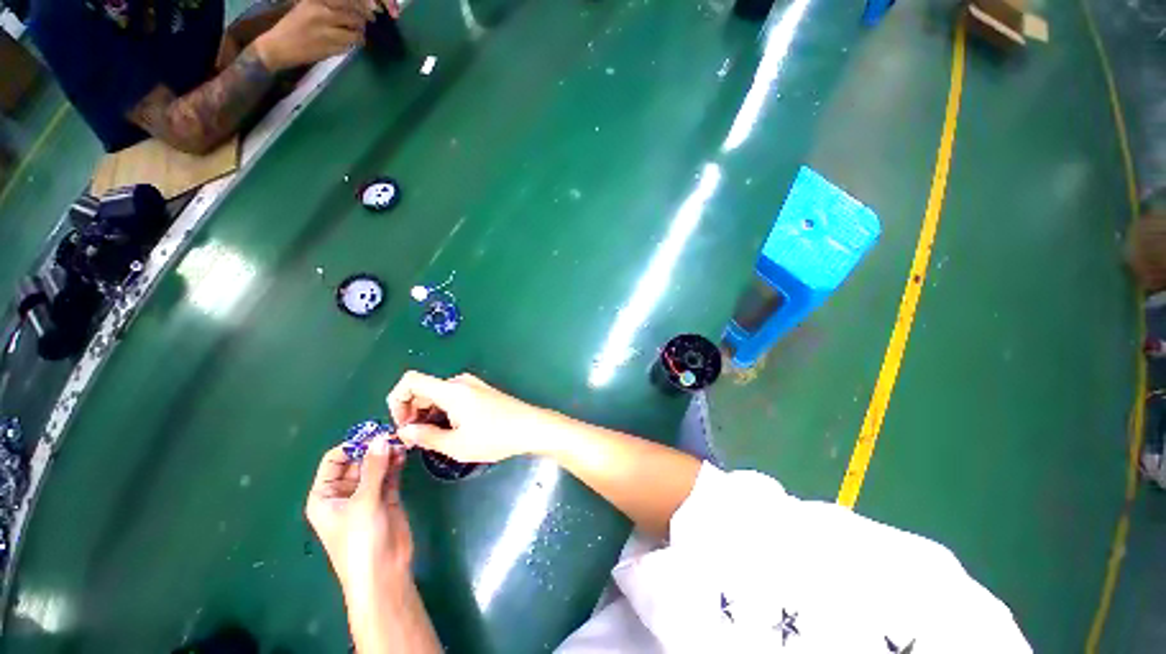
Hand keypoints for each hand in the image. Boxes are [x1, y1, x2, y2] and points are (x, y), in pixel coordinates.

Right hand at [254, 0, 368, 70]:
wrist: (279, 46)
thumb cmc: (294, 25)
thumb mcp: (309, 7)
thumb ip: (330, 6)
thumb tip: (354, 8)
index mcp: (316, 1)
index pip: (347, 1)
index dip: (362, 6)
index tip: (371, 11)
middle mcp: (322, 14)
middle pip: (354, 17)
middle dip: (362, 23)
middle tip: (361, 25)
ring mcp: (326, 32)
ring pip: (355, 34)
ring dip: (358, 36)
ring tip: (353, 35)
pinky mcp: (329, 49)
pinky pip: (349, 47)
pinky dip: (350, 46)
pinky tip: (344, 43)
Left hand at [305, 436, 412, 602]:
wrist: (383, 572)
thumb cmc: (360, 541)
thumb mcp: (363, 503)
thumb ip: (373, 469)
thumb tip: (381, 438)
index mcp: (325, 495)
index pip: (334, 460)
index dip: (352, 445)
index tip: (374, 433)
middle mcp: (343, 493)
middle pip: (357, 461)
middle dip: (373, 447)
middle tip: (393, 433)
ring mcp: (366, 495)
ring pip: (375, 466)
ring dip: (386, 454)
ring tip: (401, 442)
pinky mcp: (386, 498)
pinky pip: (389, 474)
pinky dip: (395, 463)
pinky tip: (403, 453)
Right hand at [388, 371, 551, 462]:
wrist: (531, 427)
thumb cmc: (495, 437)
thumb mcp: (456, 445)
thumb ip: (425, 436)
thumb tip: (403, 431)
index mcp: (451, 390)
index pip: (410, 380)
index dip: (397, 401)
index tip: (402, 425)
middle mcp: (460, 382)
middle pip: (423, 389)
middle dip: (412, 412)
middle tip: (416, 439)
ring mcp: (472, 385)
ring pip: (438, 395)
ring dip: (427, 414)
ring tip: (433, 438)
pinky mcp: (480, 391)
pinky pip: (452, 397)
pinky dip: (443, 411)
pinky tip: (450, 430)